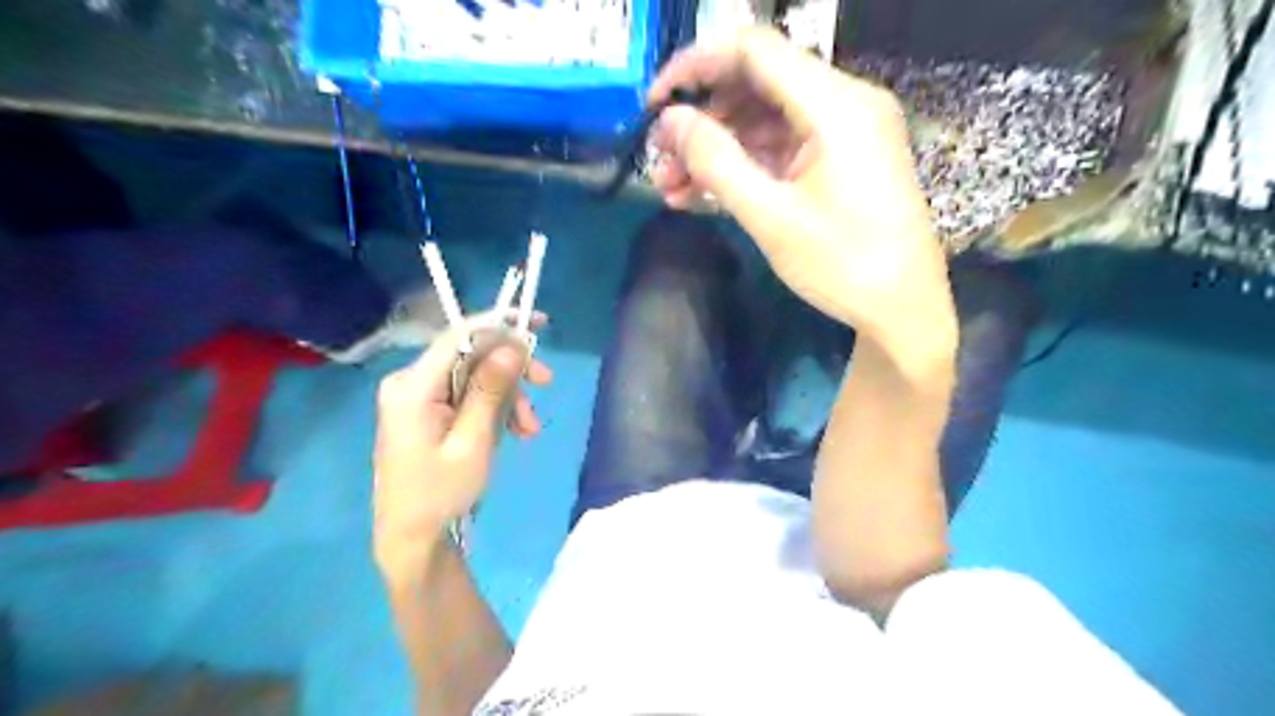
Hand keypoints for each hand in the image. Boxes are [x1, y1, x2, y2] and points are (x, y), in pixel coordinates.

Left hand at [369, 313, 547, 576]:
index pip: (459, 336)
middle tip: (547, 383)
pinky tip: (514, 431)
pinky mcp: (427, 411)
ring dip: (508, 396)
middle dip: (511, 371)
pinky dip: (495, 409)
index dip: (500, 324)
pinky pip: (468, 396)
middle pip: (471, 356)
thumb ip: (491, 390)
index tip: (540, 323)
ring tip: (529, 429)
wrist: (412, 539)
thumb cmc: (440, 495)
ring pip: (475, 377)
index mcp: (412, 386)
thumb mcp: (473, 442)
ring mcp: (417, 397)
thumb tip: (513, 345)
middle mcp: (410, 382)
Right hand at [650, 26, 949, 353]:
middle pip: (757, 86)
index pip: (754, 51)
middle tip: (660, 158)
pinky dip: (743, 166)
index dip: (695, 66)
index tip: (653, 102)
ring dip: (716, 149)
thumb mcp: (771, 216)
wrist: (903, 310)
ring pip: (764, 121)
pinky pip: (781, 148)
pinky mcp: (839, 161)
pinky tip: (702, 195)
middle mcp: (843, 104)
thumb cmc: (843, 265)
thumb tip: (670, 121)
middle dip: (702, 120)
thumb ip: (716, 162)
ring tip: (671, 186)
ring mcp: (843, 133)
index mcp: (835, 105)